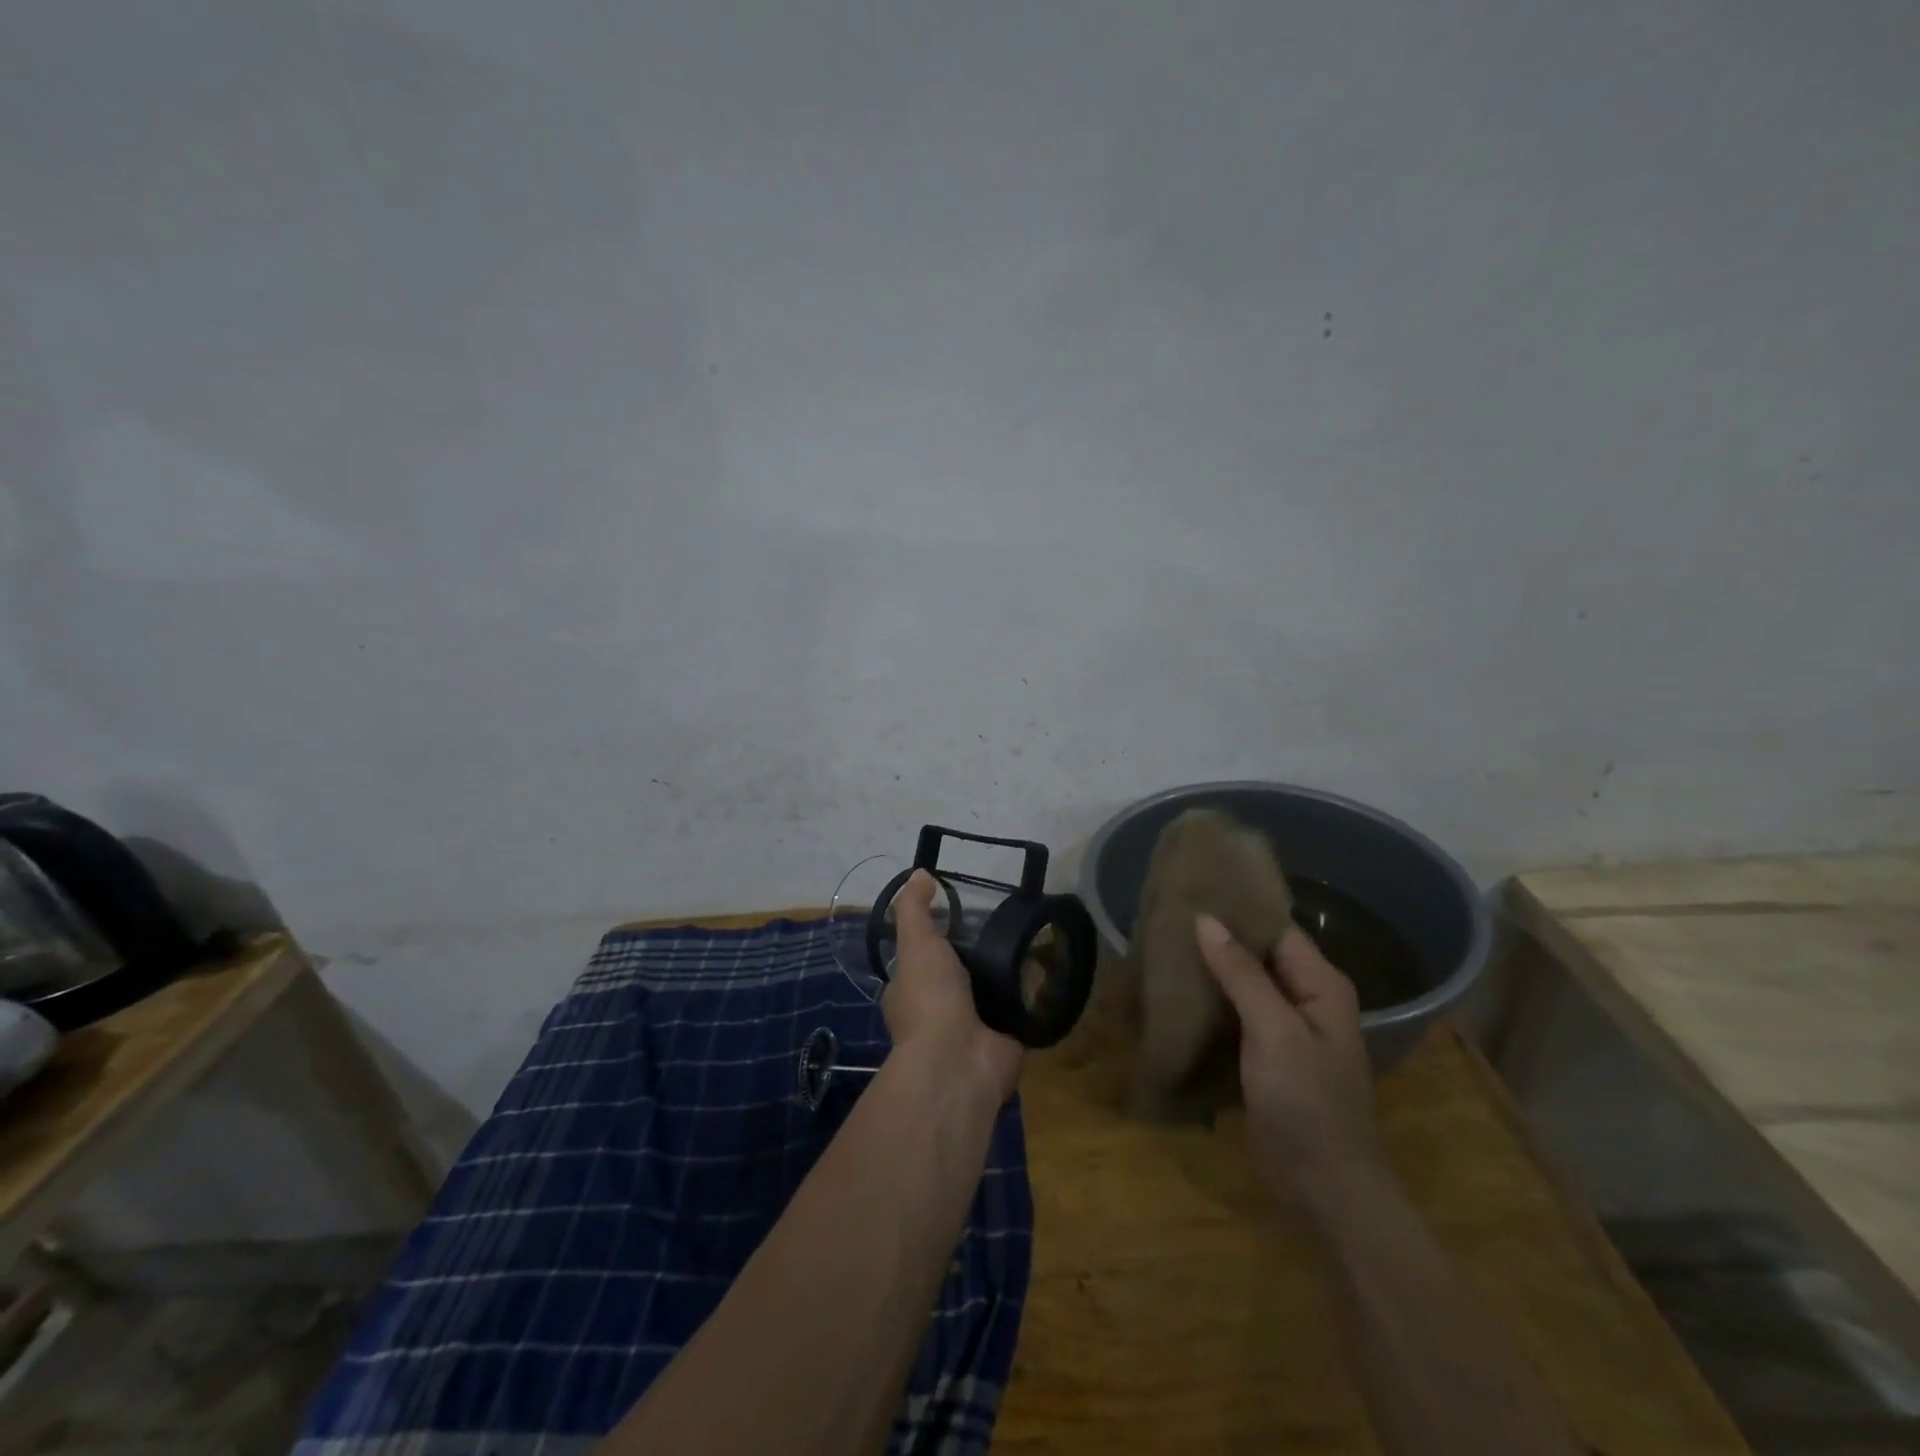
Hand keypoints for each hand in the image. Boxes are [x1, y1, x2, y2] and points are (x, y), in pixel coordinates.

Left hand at [882, 871, 1022, 1101]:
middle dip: (976, 957)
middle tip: (1003, 925)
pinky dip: (1031, 995)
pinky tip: (1048, 970)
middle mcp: (937, 1013)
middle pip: (958, 976)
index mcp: (909, 993)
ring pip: (989, 993)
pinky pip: (1018, 1011)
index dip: (935, 939)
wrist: (960, 1060)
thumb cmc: (930, 998)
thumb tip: (920, 873)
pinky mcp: (1004, 1039)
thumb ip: (914, 909)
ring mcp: (971, 1028)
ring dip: (1005, 975)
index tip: (959, 916)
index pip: (920, 961)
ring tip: (1029, 941)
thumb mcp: (916, 943)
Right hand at [1195, 916, 1384, 1204]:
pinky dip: (1211, 1000)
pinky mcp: (1266, 1055)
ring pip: (1243, 983)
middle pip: (1258, 954)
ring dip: (1211, 968)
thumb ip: (1242, 974)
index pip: (1275, 929)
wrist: (1325, 1187)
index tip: (1193, 889)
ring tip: (1164, 944)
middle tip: (1169, 914)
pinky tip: (1177, 990)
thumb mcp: (1275, 1032)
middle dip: (1218, 937)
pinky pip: (1236, 1013)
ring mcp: (1285, 1028)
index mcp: (1320, 984)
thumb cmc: (1308, 1103)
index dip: (1238, 909)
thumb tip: (1205, 919)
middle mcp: (1305, 998)